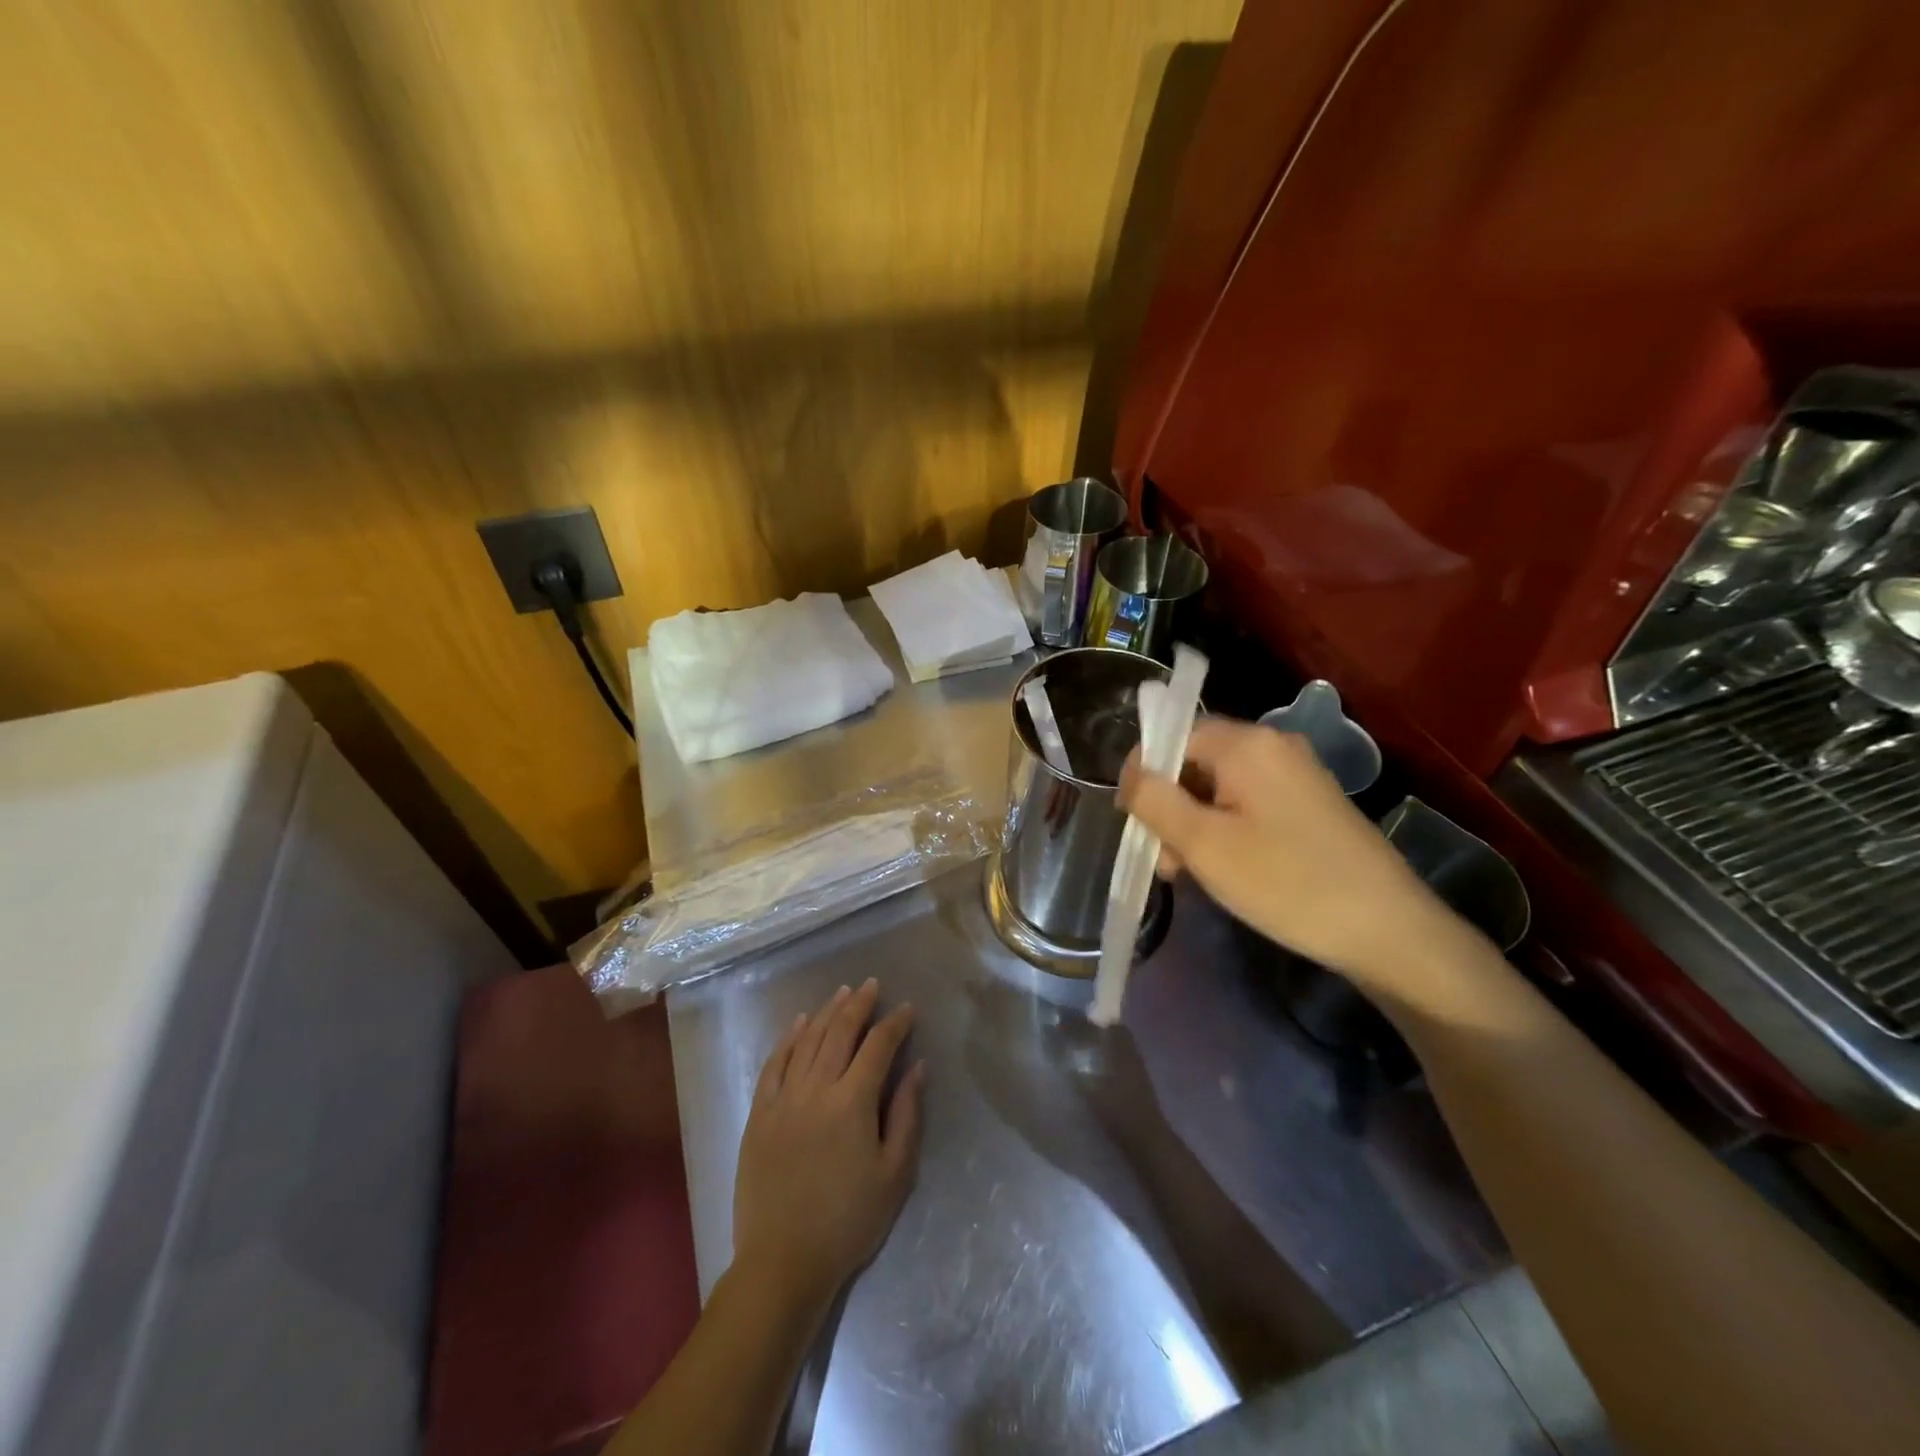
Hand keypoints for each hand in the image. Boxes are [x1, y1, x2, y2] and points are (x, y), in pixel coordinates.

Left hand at [730, 979, 925, 1318]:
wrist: (783, 1262)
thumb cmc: (849, 1221)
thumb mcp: (894, 1174)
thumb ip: (906, 1115)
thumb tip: (917, 1068)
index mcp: (853, 1103)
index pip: (878, 1046)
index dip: (895, 1024)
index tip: (908, 1009)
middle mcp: (816, 1089)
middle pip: (840, 1032)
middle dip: (860, 1004)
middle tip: (872, 985)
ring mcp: (783, 1099)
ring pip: (807, 1040)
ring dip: (827, 1012)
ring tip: (843, 993)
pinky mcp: (759, 1114)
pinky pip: (774, 1063)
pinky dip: (789, 1038)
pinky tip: (800, 1023)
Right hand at [1119, 718, 1451, 987]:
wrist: (1389, 930)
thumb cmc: (1286, 882)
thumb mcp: (1204, 844)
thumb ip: (1155, 801)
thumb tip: (1131, 777)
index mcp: (1247, 743)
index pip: (1172, 735)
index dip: (1143, 774)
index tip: (1135, 824)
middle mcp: (1273, 746)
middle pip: (1196, 762)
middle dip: (1170, 807)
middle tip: (1166, 861)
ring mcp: (1297, 774)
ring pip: (1220, 787)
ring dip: (1195, 824)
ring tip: (1193, 874)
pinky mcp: (1311, 804)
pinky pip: (1249, 803)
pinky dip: (1226, 830)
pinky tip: (1227, 870)